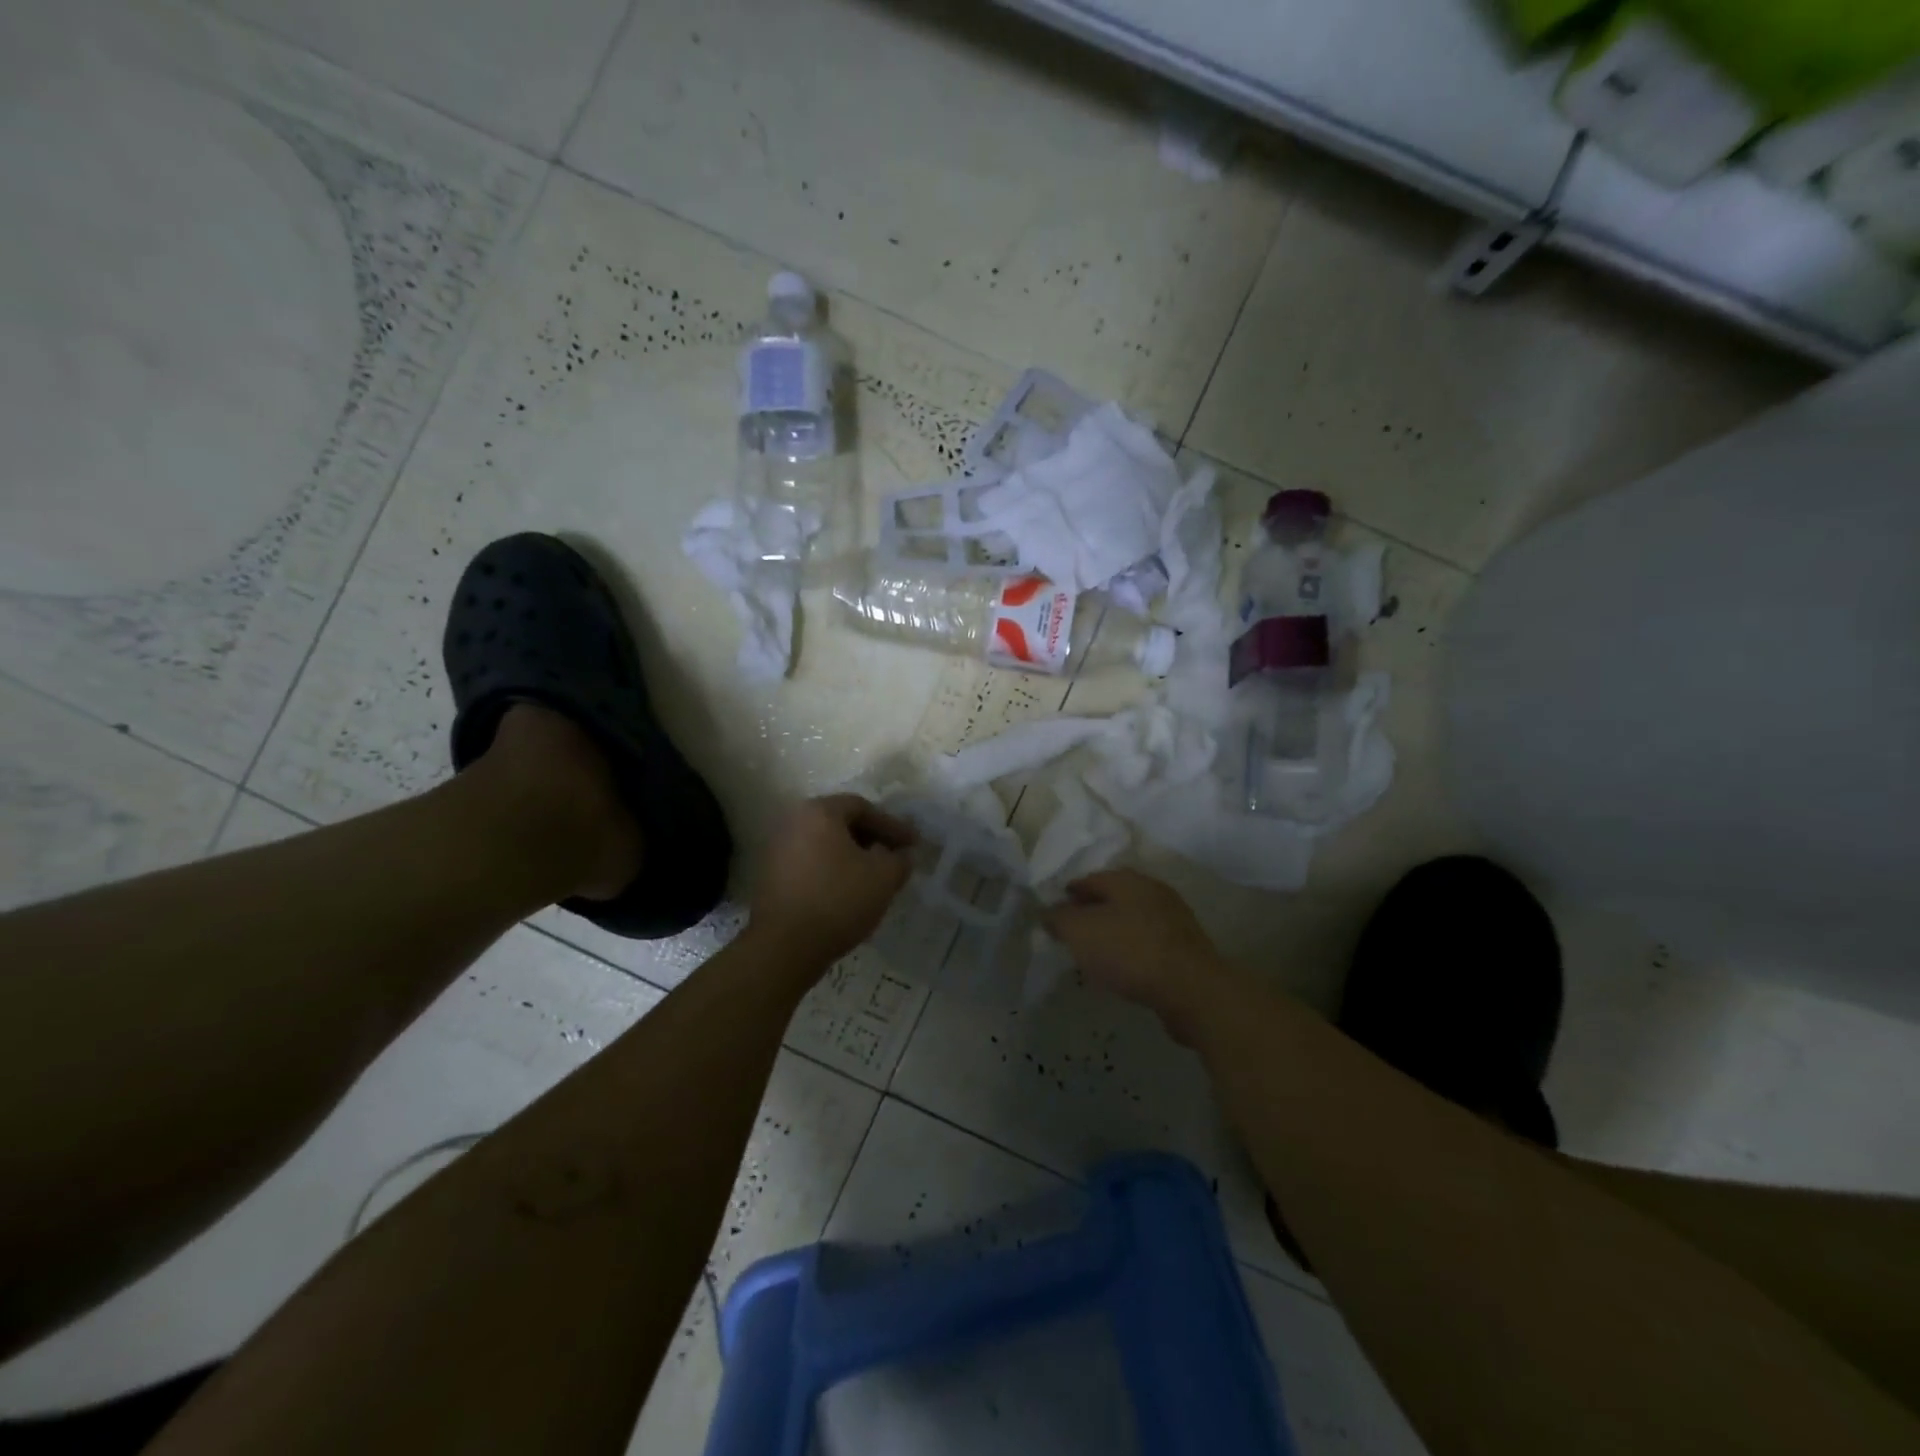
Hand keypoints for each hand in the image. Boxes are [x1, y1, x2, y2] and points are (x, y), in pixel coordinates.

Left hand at [751, 794, 915, 965]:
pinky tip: (848, 892)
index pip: (863, 807)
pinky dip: (832, 870)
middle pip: (841, 823)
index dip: (892, 825)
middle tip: (895, 857)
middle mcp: (793, 822)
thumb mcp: (883, 878)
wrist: (785, 946)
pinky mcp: (770, 876)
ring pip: (825, 844)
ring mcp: (777, 849)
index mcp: (819, 812)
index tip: (912, 845)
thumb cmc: (838, 900)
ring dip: (852, 856)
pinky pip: (810, 863)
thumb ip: (899, 860)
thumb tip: (901, 855)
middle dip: (872, 839)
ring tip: (874, 877)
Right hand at [1043, 870, 1236, 1041]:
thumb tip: (1047, 912)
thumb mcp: (1081, 932)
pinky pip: (1149, 944)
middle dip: (1093, 911)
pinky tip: (1123, 970)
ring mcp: (1174, 920)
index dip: (1070, 893)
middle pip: (1115, 898)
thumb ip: (1059, 918)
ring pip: (1134, 920)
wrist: (1191, 989)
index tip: (1055, 909)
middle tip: (1074, 931)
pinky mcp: (1186, 949)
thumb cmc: (1130, 951)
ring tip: (1096, 954)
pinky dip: (1132, 951)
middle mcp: (1154, 892)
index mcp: (1128, 880)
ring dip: (1114, 932)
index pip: (1091, 879)